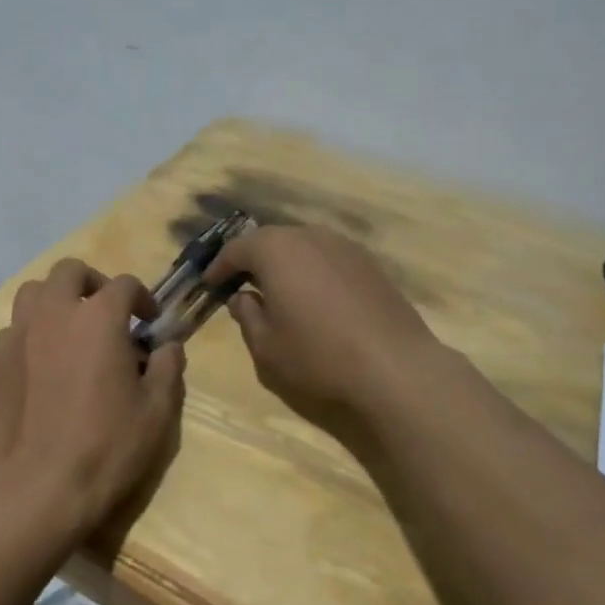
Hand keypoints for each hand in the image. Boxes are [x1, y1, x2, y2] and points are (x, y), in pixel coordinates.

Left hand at [0, 259, 185, 544]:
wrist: (37, 488)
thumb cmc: (106, 447)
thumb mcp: (156, 412)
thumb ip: (167, 368)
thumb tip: (168, 346)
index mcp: (99, 317)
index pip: (124, 284)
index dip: (142, 297)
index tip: (150, 321)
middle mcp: (56, 313)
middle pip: (70, 271)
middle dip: (92, 282)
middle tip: (107, 312)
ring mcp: (20, 334)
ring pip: (34, 292)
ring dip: (56, 299)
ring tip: (71, 327)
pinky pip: (15, 328)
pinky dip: (32, 331)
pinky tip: (43, 362)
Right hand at [208, 226, 442, 445]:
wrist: (395, 368)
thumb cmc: (318, 356)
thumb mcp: (266, 345)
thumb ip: (246, 315)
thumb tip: (243, 297)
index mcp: (276, 250)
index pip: (237, 249)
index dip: (219, 267)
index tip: (210, 284)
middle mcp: (310, 236)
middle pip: (271, 240)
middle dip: (252, 260)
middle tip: (240, 285)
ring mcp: (345, 247)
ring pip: (303, 247)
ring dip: (285, 264)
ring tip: (278, 292)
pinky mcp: (370, 264)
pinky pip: (329, 259)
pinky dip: (313, 271)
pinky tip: (316, 299)